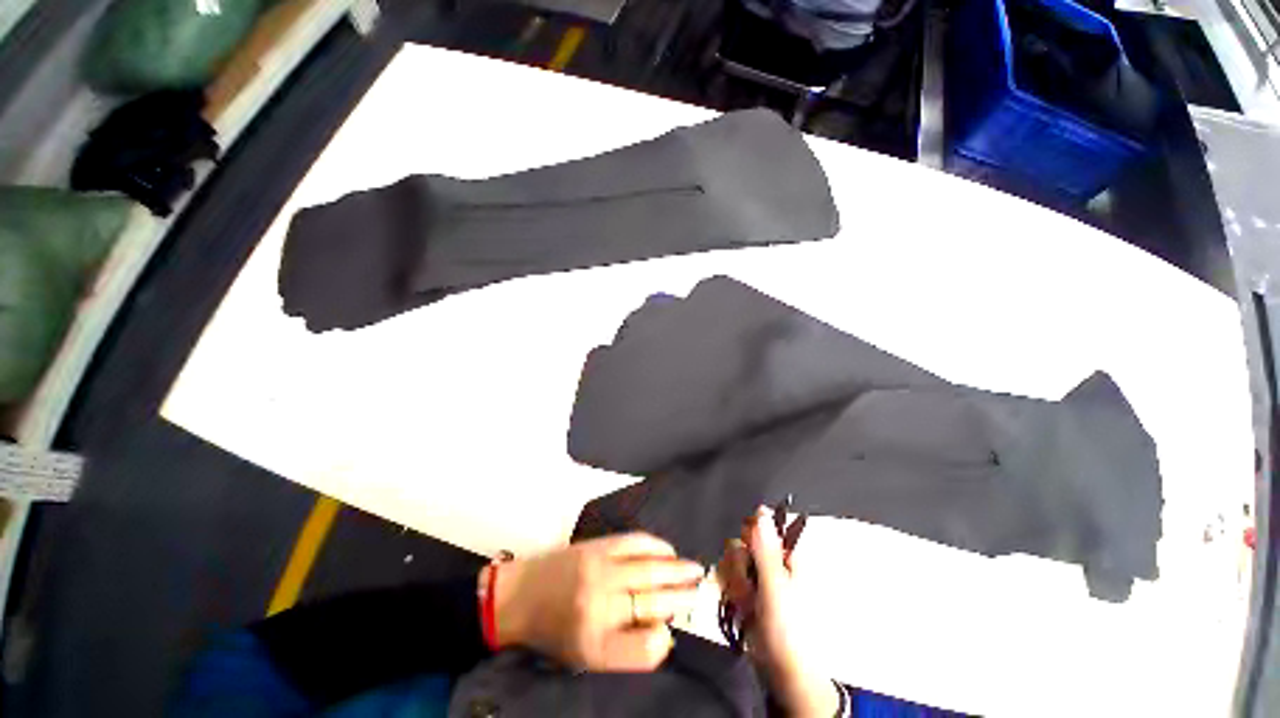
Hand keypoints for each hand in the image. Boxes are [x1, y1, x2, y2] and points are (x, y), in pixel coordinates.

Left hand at [489, 533, 704, 670]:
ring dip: (678, 569)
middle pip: (655, 602)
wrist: (521, 594)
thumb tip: (662, 630)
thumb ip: (624, 649)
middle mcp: (601, 607)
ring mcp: (601, 571)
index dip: (663, 639)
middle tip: (700, 592)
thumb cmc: (553, 631)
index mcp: (595, 645)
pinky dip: (657, 546)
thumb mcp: (584, 655)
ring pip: (651, 569)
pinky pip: (636, 542)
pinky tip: (668, 550)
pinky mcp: (598, 546)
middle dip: (683, 597)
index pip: (645, 649)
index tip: (670, 631)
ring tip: (695, 570)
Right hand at [719, 507, 839, 717]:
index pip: (760, 526)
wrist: (782, 671)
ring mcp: (756, 578)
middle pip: (740, 542)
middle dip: (739, 565)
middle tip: (750, 586)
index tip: (747, 551)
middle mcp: (769, 562)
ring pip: (731, 560)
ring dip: (735, 583)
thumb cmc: (788, 630)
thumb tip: (761, 513)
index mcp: (785, 555)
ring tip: (747, 603)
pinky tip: (739, 606)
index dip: (749, 535)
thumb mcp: (776, 587)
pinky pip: (727, 578)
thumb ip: (765, 550)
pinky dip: (730, 592)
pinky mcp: (744, 592)